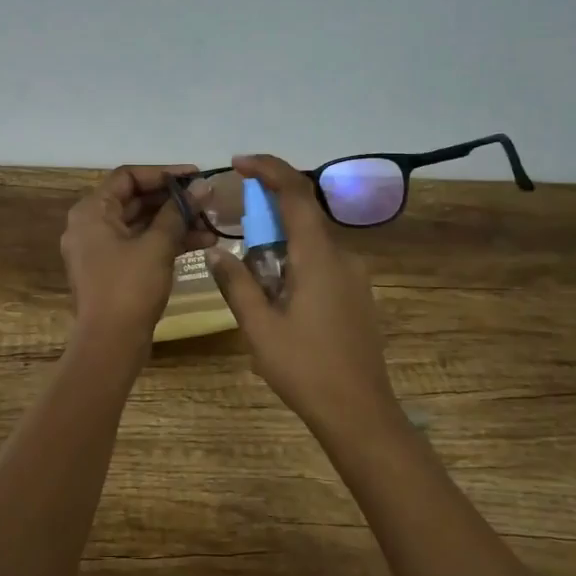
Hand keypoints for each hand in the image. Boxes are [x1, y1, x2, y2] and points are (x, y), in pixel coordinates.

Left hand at [61, 164, 214, 347]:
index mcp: (91, 211)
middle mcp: (90, 225)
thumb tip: (202, 187)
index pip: (128, 176)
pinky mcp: (113, 270)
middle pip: (135, 199)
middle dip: (174, 199)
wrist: (109, 345)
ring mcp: (100, 249)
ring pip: (141, 224)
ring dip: (175, 222)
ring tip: (212, 223)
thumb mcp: (157, 246)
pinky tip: (202, 242)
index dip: (163, 173)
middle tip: (208, 199)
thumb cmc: (129, 288)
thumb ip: (178, 212)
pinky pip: (140, 245)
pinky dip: (166, 242)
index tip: (196, 176)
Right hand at [207, 154, 401, 439]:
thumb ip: (237, 283)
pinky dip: (296, 263)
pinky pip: (322, 263)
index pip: (295, 193)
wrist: (360, 413)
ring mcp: (355, 276)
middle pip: (302, 216)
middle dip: (266, 215)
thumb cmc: (305, 369)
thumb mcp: (259, 328)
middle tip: (235, 233)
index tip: (239, 163)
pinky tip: (280, 298)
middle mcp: (342, 256)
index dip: (268, 169)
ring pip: (311, 243)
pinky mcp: (358, 295)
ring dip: (280, 245)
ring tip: (254, 279)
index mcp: (318, 257)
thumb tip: (215, 252)